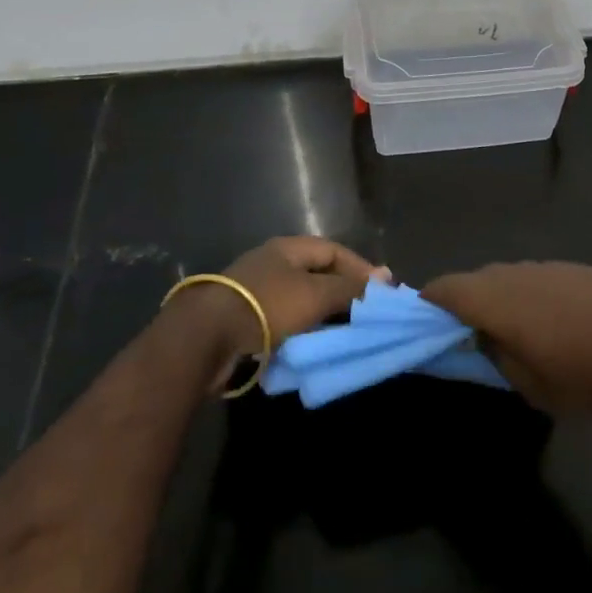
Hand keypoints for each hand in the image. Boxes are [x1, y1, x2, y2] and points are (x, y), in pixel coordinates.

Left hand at [165, 237, 386, 373]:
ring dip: (322, 313)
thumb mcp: (315, 294)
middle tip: (365, 313)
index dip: (360, 268)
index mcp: (288, 248)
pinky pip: (283, 319)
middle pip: (316, 273)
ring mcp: (256, 290)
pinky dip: (301, 329)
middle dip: (342, 291)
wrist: (206, 337)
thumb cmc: (267, 306)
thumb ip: (350, 287)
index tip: (381, 291)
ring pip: (300, 298)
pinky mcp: (244, 318)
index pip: (334, 250)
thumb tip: (385, 277)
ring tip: (343, 331)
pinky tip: (311, 344)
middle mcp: (272, 262)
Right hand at [422, 262, 591, 417]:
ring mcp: (549, 266)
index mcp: (498, 298)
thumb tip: (479, 336)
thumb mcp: (532, 386)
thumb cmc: (589, 375)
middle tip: (463, 334)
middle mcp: (517, 272)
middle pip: (475, 279)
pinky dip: (525, 295)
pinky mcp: (576, 269)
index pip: (447, 287)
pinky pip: (534, 277)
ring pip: (506, 276)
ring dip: (496, 298)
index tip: (422, 321)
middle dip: (463, 302)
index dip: (429, 301)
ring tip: (505, 331)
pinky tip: (546, 323)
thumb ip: (496, 356)